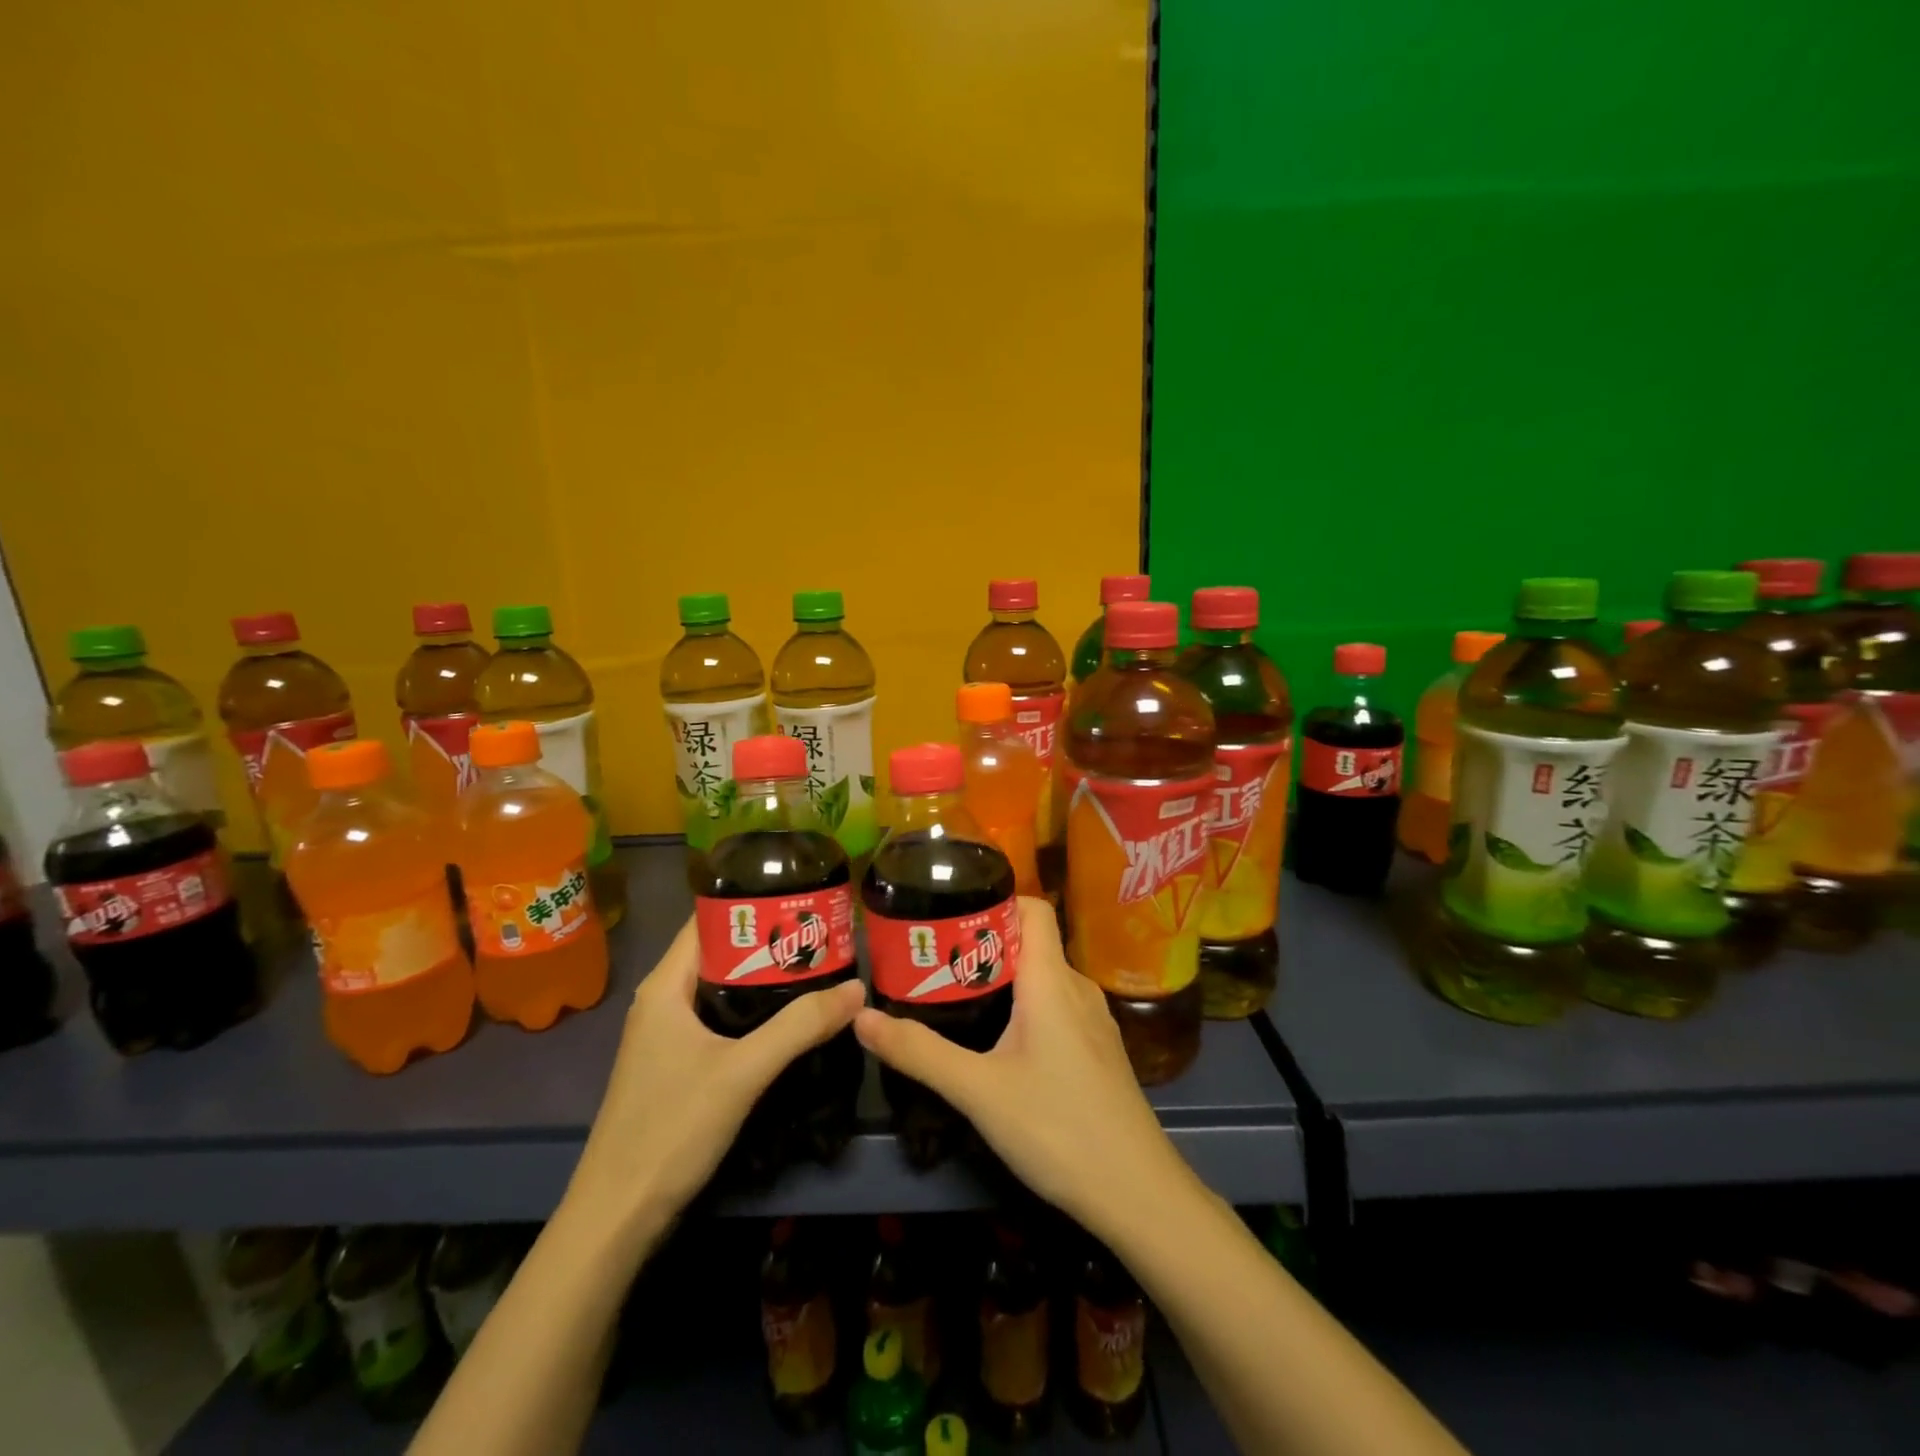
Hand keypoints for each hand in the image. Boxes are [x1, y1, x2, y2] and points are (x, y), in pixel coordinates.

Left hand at [564, 918, 865, 1246]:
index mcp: (665, 986)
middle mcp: (663, 1001)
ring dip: (765, 978)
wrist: (617, 1218)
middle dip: (770, 941)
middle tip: (823, 934)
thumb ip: (800, 1027)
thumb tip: (857, 989)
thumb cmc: (671, 1129)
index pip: (709, 920)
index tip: (802, 899)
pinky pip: (721, 1019)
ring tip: (817, 967)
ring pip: (723, 989)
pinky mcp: (677, 1065)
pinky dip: (754, 1011)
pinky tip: (789, 1018)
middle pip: (721, 953)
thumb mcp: (742, 1072)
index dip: (753, 904)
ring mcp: (668, 1035)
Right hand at [853, 898, 1191, 1236]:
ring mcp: (1094, 1020)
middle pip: (1031, 942)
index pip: (1032, 908)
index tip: (949, 917)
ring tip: (957, 998)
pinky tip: (999, 1041)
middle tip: (935, 962)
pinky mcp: (1098, 1049)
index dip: (994, 901)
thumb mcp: (978, 1091)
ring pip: (1043, 978)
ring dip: (1003, 978)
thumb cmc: (1057, 1128)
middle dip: (983, 945)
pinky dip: (1025, 1006)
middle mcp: (1077, 987)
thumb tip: (861, 1017)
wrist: (1137, 1193)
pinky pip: (1057, 1006)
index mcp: (1052, 979)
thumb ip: (919, 1053)